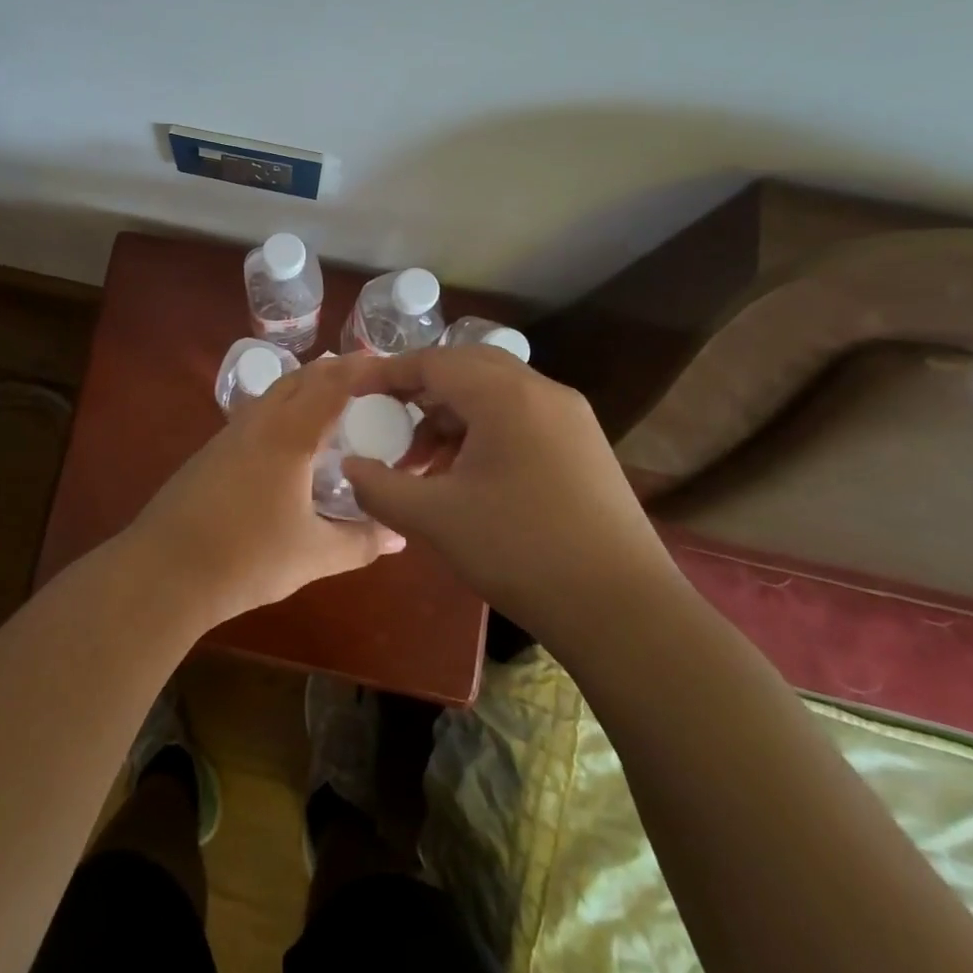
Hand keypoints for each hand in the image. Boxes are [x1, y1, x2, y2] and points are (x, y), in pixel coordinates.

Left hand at [121, 354, 407, 626]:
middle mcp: (259, 421)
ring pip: (275, 393)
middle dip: (336, 371)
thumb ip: (361, 541)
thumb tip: (399, 536)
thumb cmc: (247, 558)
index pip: (333, 384)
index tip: (392, 367)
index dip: (363, 369)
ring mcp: (230, 433)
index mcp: (289, 434)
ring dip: (307, 388)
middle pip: (301, 377)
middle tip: (371, 381)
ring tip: (336, 405)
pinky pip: (257, 413)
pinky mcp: (212, 451)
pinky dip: (284, 410)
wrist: (164, 570)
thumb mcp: (314, 554)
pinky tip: (291, 442)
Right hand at [341, 347, 680, 647]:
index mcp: (505, 395)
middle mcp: (542, 391)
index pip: (433, 362)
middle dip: (420, 392)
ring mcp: (570, 417)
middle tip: (388, 422)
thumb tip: (349, 466)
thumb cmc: (521, 551)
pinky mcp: (584, 445)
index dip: (387, 374)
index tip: (354, 393)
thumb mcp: (435, 519)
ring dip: (452, 417)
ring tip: (424, 463)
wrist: (624, 610)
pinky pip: (520, 418)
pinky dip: (483, 432)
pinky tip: (468, 477)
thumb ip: (380, 486)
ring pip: (494, 394)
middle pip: (466, 368)